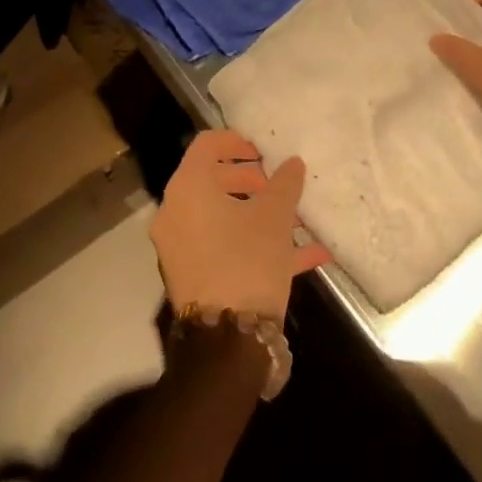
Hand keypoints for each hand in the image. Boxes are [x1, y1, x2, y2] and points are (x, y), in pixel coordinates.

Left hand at [150, 130, 330, 321]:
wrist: (227, 341)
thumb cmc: (247, 260)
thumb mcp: (275, 217)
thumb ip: (285, 184)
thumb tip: (292, 163)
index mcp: (188, 187)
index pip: (206, 145)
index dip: (235, 141)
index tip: (262, 150)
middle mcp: (175, 212)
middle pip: (212, 181)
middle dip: (249, 180)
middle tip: (276, 185)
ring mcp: (180, 247)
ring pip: (221, 218)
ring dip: (256, 214)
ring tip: (296, 220)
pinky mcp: (192, 277)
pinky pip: (224, 248)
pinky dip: (255, 245)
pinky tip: (305, 256)